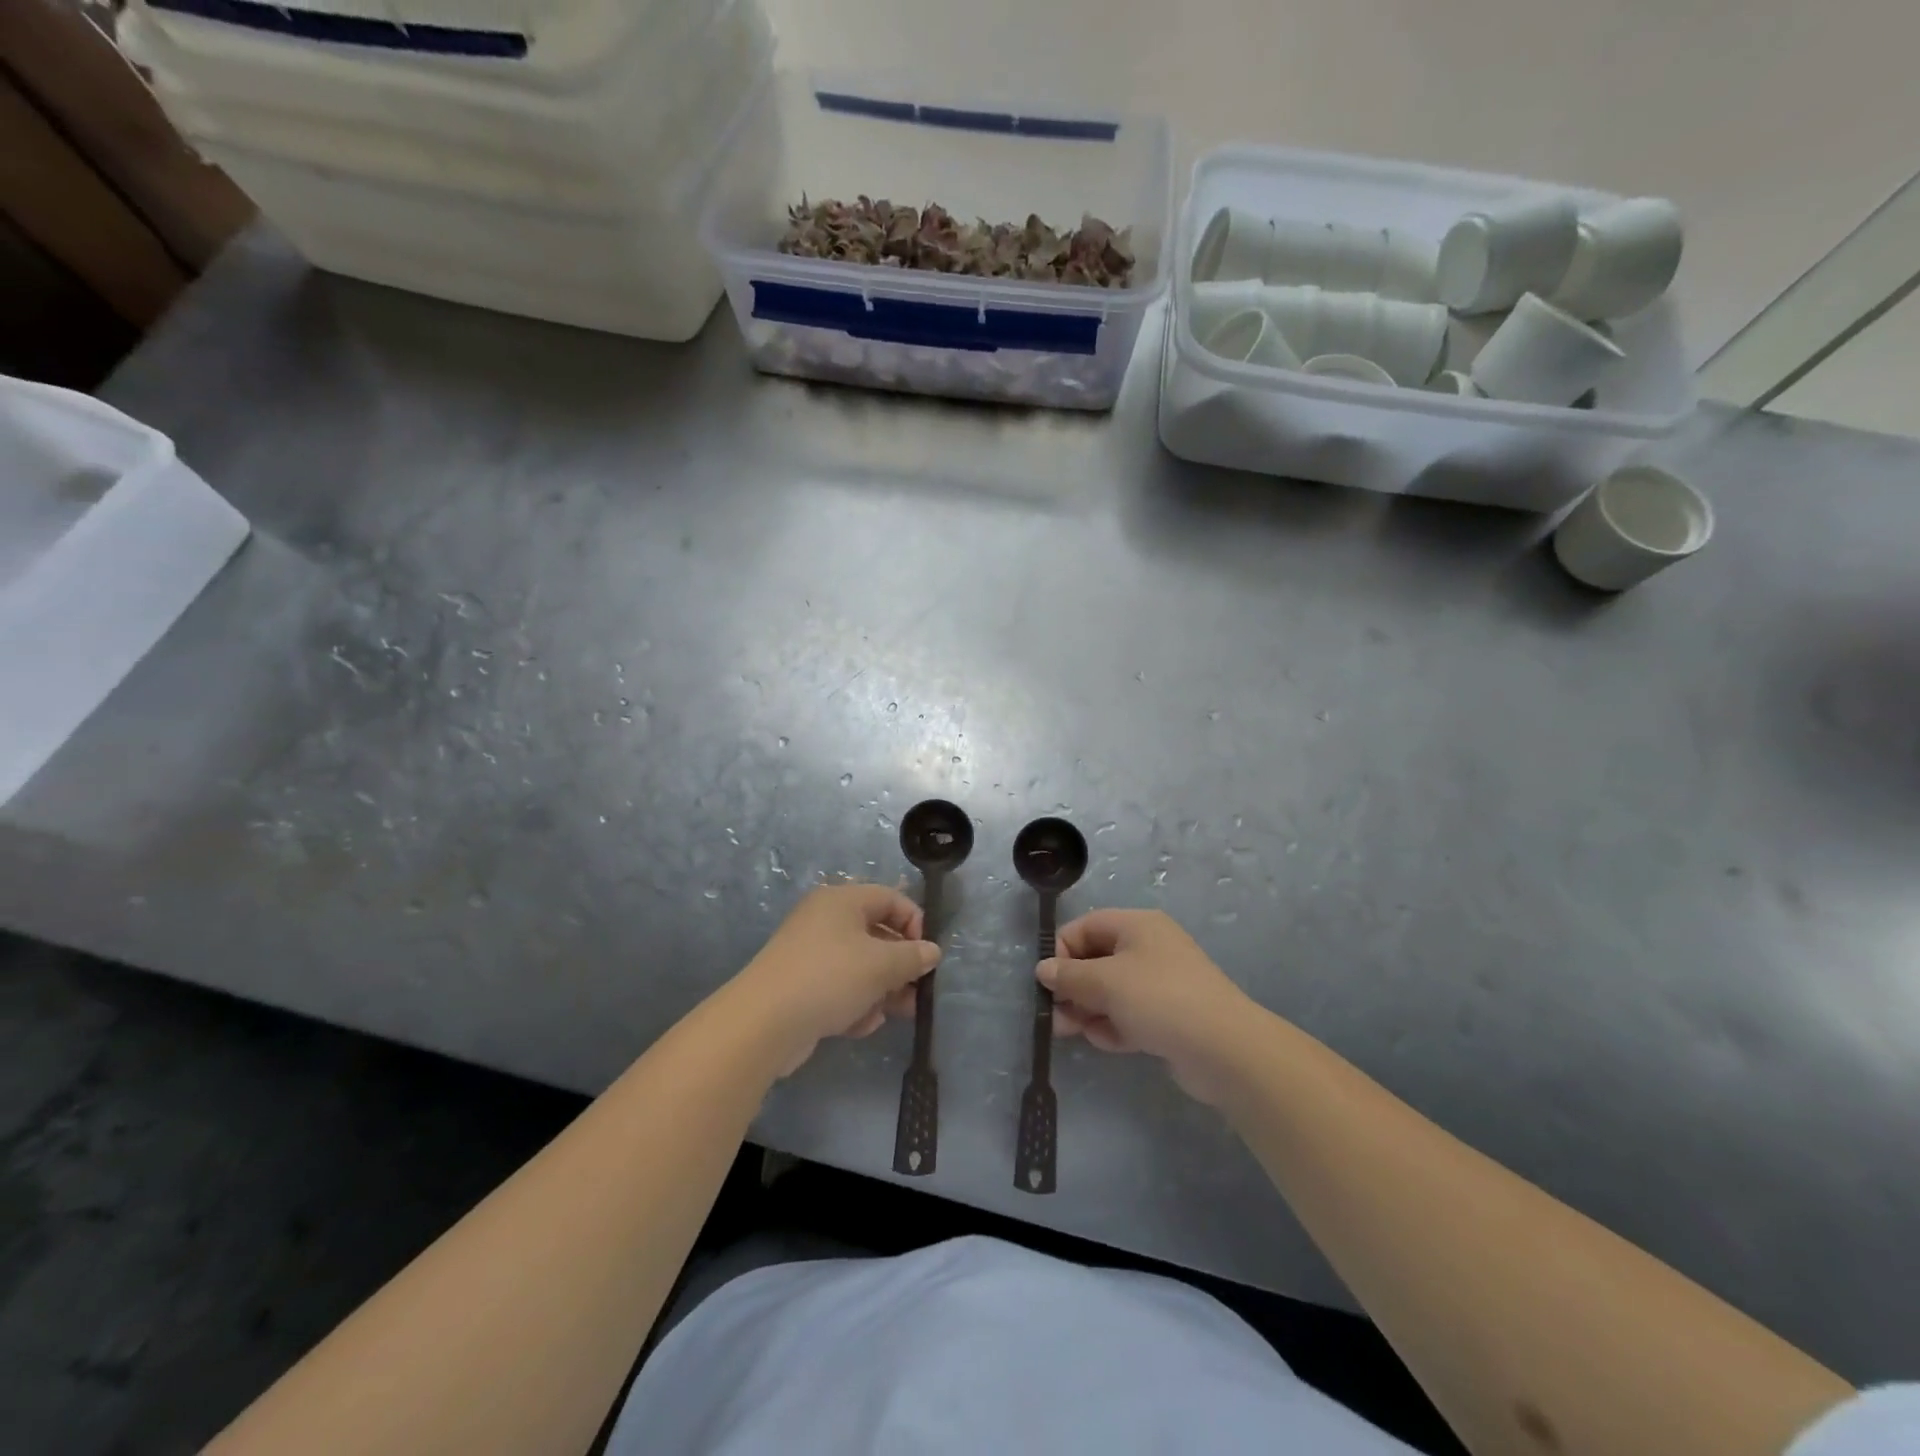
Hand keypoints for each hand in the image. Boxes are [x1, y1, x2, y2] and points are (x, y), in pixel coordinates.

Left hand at [735, 884, 939, 1075]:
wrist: (763, 1023)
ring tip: (895, 1014)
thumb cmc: (830, 978)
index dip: (915, 923)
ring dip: (881, 990)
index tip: (926, 955)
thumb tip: (932, 951)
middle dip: (900, 966)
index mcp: (842, 900)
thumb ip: (913, 956)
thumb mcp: (881, 965)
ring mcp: (810, 953)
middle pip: (876, 934)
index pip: (891, 898)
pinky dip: (854, 1004)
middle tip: (918, 992)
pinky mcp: (800, 985)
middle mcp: (825, 920)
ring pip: (859, 966)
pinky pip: (838, 987)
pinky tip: (860, 1026)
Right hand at [1040, 909, 1256, 1103]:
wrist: (1225, 1050)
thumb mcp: (1106, 982)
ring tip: (1076, 1032)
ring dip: (1089, 1011)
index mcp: (1137, 925)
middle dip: (1073, 988)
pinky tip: (1108, 1042)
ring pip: (1110, 992)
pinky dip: (1114, 1027)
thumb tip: (1043, 969)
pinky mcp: (1168, 1017)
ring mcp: (1160, 984)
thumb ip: (1069, 976)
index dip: (1062, 950)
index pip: (1086, 927)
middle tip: (1054, 1016)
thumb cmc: (1160, 999)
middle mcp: (1149, 949)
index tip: (1047, 981)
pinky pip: (1129, 1015)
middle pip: (1096, 961)